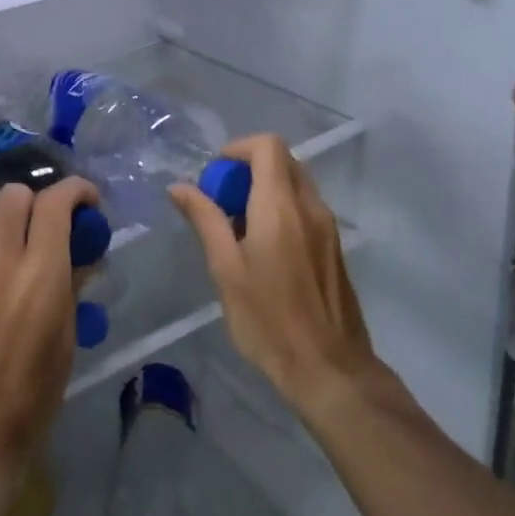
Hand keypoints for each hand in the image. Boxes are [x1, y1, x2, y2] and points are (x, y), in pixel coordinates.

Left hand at [0, 178, 98, 486]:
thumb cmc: (30, 396)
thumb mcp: (65, 340)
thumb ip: (71, 286)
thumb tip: (81, 253)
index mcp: (41, 275)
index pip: (56, 203)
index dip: (76, 190)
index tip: (85, 199)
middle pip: (15, 193)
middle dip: (35, 201)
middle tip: (41, 225)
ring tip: (2, 237)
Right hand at [170, 134, 381, 420]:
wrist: (329, 369)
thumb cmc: (268, 319)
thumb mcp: (225, 269)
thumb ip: (204, 220)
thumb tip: (180, 186)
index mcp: (281, 206)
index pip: (268, 146)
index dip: (238, 149)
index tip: (214, 177)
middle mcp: (310, 207)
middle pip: (282, 162)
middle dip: (248, 170)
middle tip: (221, 202)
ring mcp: (328, 227)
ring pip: (295, 185)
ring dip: (264, 191)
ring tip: (237, 229)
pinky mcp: (334, 248)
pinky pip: (305, 209)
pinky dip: (281, 210)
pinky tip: (263, 251)